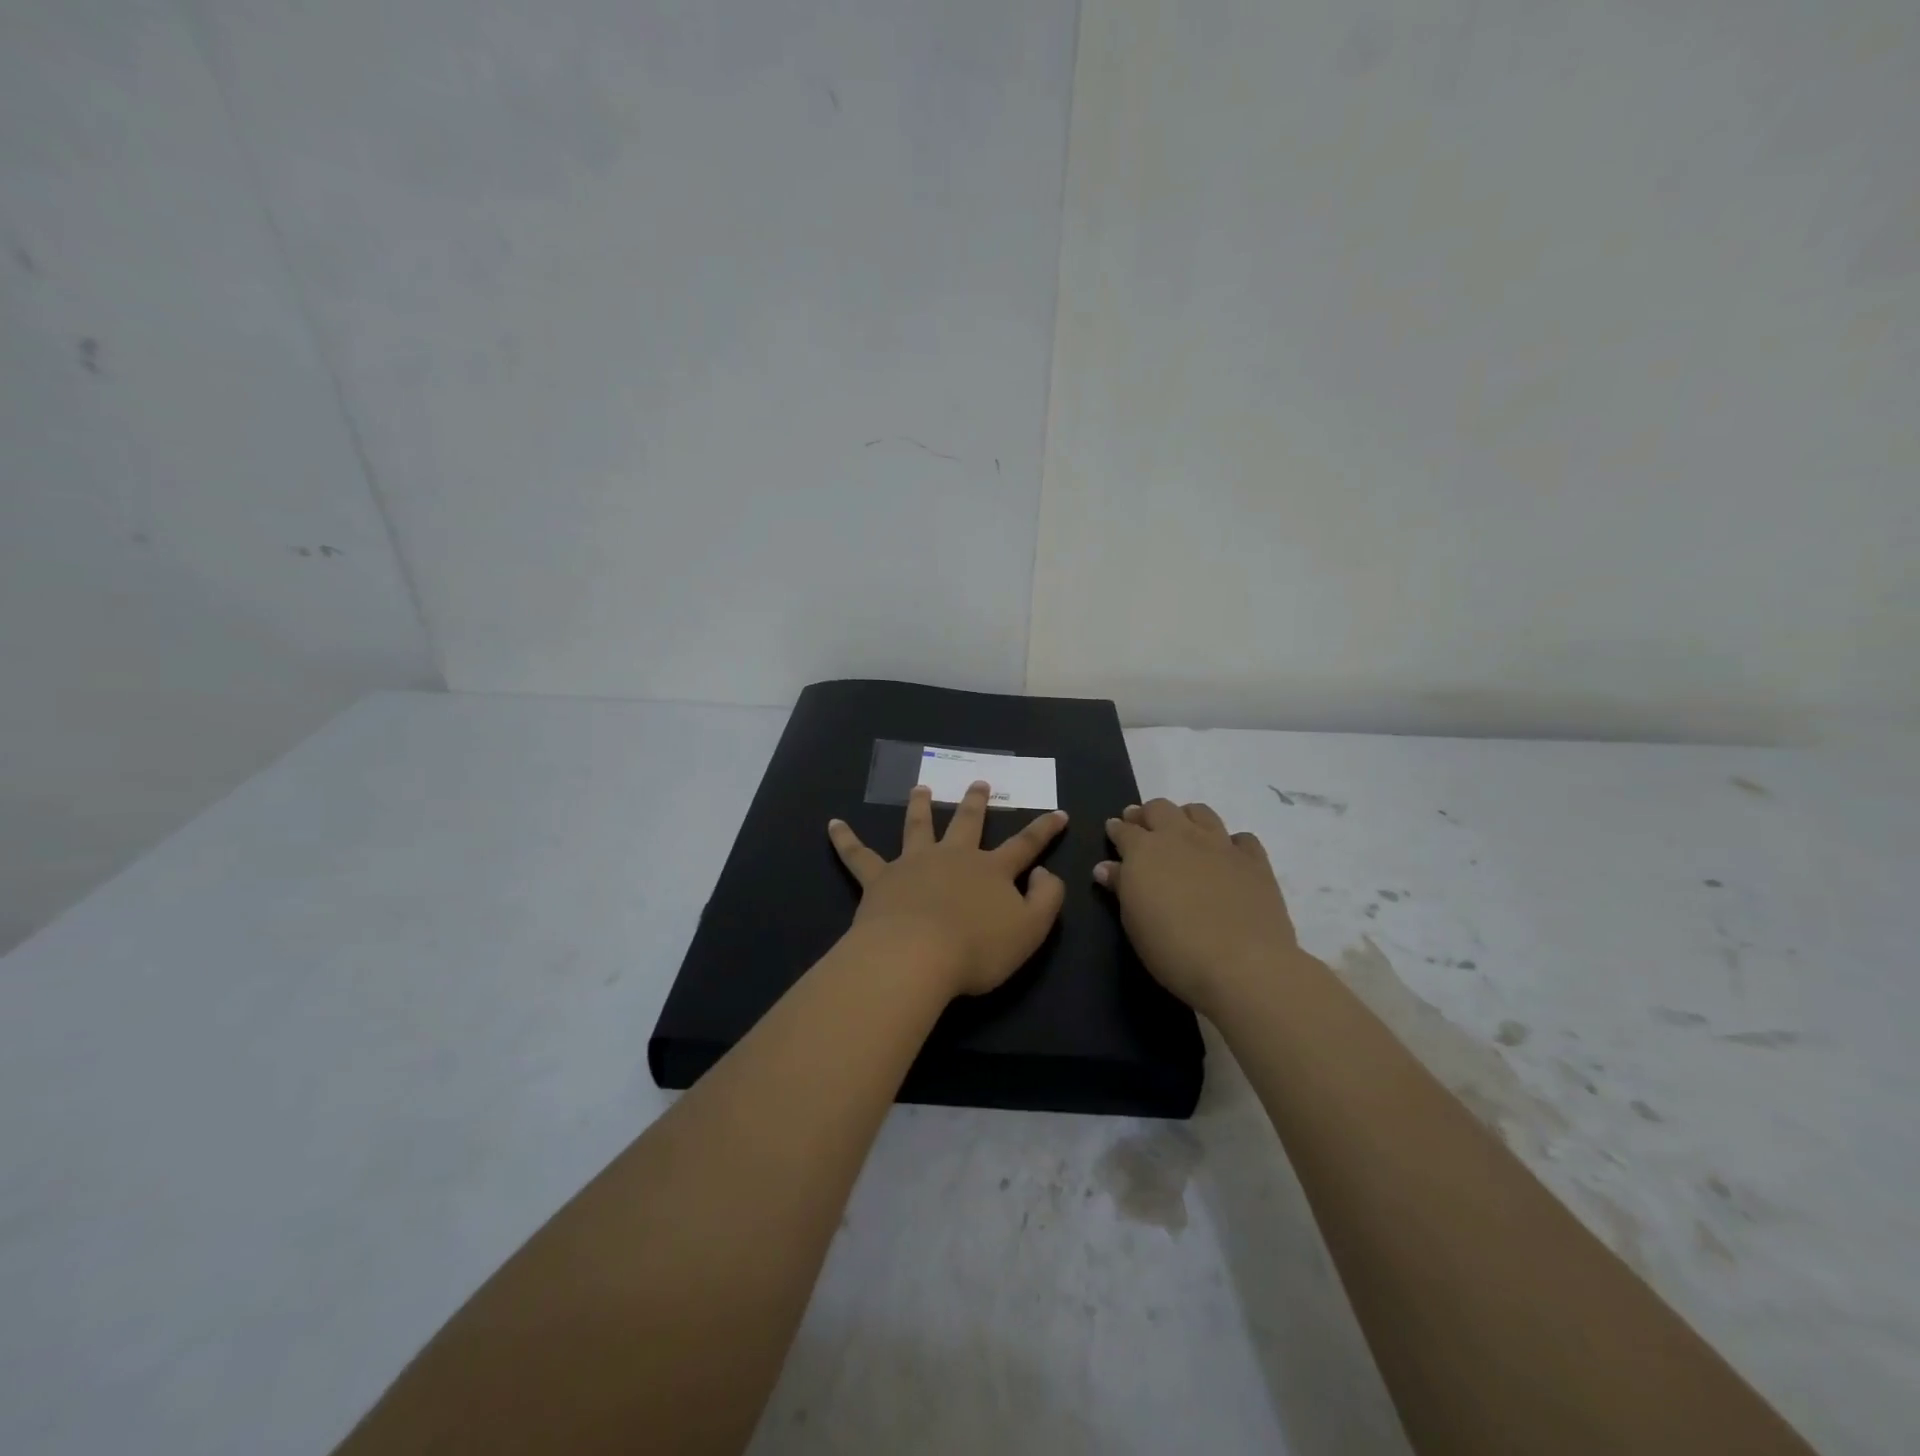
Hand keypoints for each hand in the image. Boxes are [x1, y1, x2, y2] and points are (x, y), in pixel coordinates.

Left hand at [828, 782, 1068, 997]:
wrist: (916, 955)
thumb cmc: (977, 949)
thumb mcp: (1030, 929)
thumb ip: (1047, 899)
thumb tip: (1045, 871)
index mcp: (991, 870)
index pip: (1025, 844)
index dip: (1044, 829)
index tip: (1059, 812)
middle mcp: (953, 857)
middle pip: (967, 823)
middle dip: (975, 803)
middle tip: (978, 783)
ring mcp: (914, 863)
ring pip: (918, 826)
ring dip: (919, 805)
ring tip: (920, 787)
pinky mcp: (880, 878)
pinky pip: (859, 855)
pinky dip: (845, 839)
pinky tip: (832, 824)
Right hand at [1096, 799, 1297, 1015]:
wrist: (1243, 966)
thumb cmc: (1173, 949)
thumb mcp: (1134, 922)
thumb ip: (1120, 887)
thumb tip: (1106, 867)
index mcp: (1145, 850)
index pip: (1124, 829)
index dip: (1117, 829)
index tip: (1113, 830)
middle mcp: (1181, 837)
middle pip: (1160, 808)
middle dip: (1147, 814)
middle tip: (1142, 827)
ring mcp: (1221, 845)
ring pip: (1200, 812)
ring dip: (1186, 817)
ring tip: (1183, 833)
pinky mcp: (1255, 861)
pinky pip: (1242, 838)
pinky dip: (1231, 843)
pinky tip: (1228, 858)